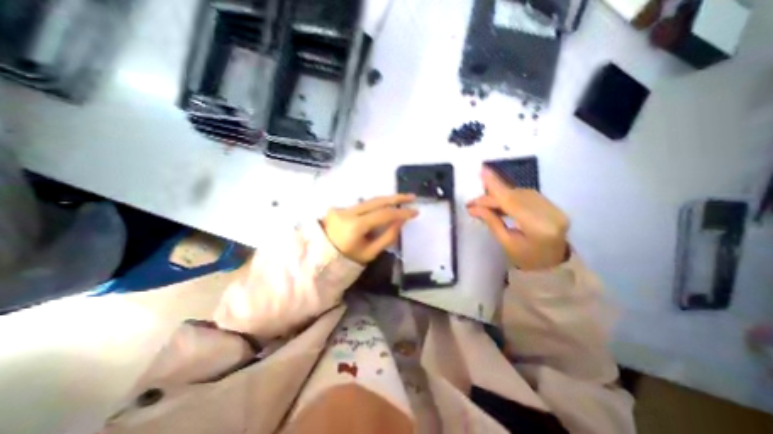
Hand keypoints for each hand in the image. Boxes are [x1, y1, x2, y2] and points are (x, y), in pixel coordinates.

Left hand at [320, 194, 416, 264]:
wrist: (321, 259)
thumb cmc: (348, 260)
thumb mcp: (370, 253)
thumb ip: (388, 236)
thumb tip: (401, 220)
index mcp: (355, 226)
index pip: (383, 214)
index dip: (401, 212)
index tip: (415, 211)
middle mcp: (347, 212)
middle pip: (376, 201)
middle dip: (396, 198)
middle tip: (411, 197)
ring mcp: (341, 208)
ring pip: (369, 201)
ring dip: (386, 200)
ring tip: (401, 200)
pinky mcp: (338, 208)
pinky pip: (361, 205)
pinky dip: (374, 206)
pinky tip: (384, 207)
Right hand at [464, 168, 566, 268]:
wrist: (553, 265)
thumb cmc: (526, 260)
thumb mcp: (506, 243)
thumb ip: (491, 221)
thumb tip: (473, 208)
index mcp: (539, 228)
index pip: (512, 203)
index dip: (496, 187)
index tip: (482, 172)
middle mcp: (551, 214)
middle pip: (515, 197)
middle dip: (492, 196)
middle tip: (473, 202)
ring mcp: (555, 209)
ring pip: (521, 193)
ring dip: (501, 196)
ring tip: (484, 203)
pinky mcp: (553, 206)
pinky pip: (528, 195)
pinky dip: (511, 197)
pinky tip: (500, 202)